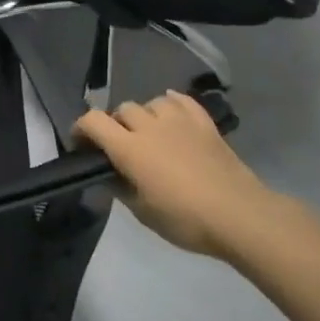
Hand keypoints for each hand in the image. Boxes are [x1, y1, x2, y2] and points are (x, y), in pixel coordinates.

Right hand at [74, 91, 303, 263]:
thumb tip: (109, 177)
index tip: (81, 144)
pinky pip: (182, 101)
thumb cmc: (185, 219)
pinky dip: (172, 103)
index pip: (93, 122)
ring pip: (152, 102)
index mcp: (130, 149)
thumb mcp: (143, 213)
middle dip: (115, 123)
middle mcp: (150, 127)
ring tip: (149, 132)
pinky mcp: (205, 124)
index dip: (81, 129)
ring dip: (145, 114)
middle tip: (119, 145)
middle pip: (123, 109)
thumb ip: (121, 188)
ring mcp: (180, 121)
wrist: (239, 215)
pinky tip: (171, 113)